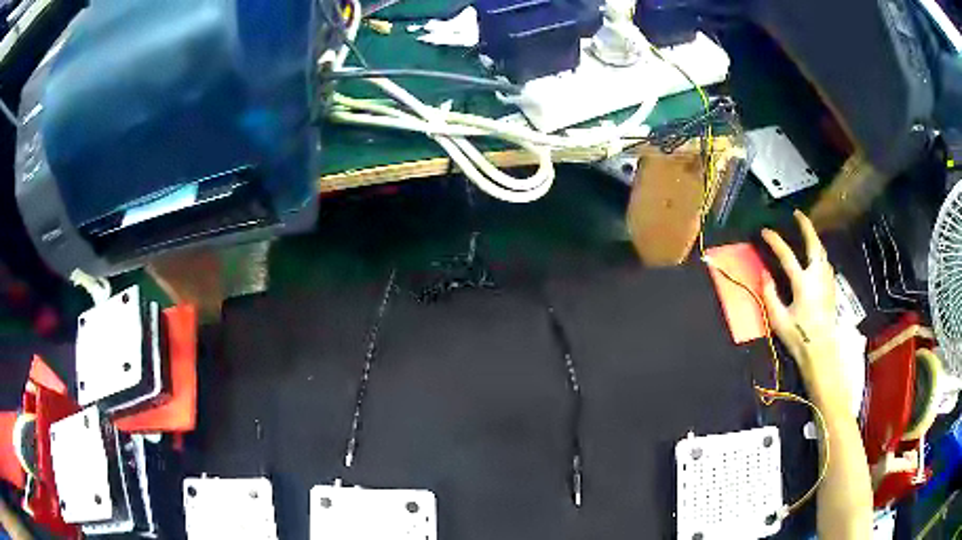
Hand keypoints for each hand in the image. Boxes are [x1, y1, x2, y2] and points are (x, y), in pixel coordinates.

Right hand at [761, 211, 839, 387]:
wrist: (821, 351)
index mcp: (803, 283)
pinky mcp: (832, 288)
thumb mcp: (779, 320)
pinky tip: (816, 257)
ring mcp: (827, 281)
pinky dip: (819, 254)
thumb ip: (770, 295)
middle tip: (798, 214)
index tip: (765, 232)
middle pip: (814, 244)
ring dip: (814, 239)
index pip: (786, 255)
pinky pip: (826, 263)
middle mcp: (817, 277)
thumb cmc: (799, 337)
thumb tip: (764, 274)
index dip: (774, 241)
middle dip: (806, 226)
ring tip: (807, 233)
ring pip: (822, 252)